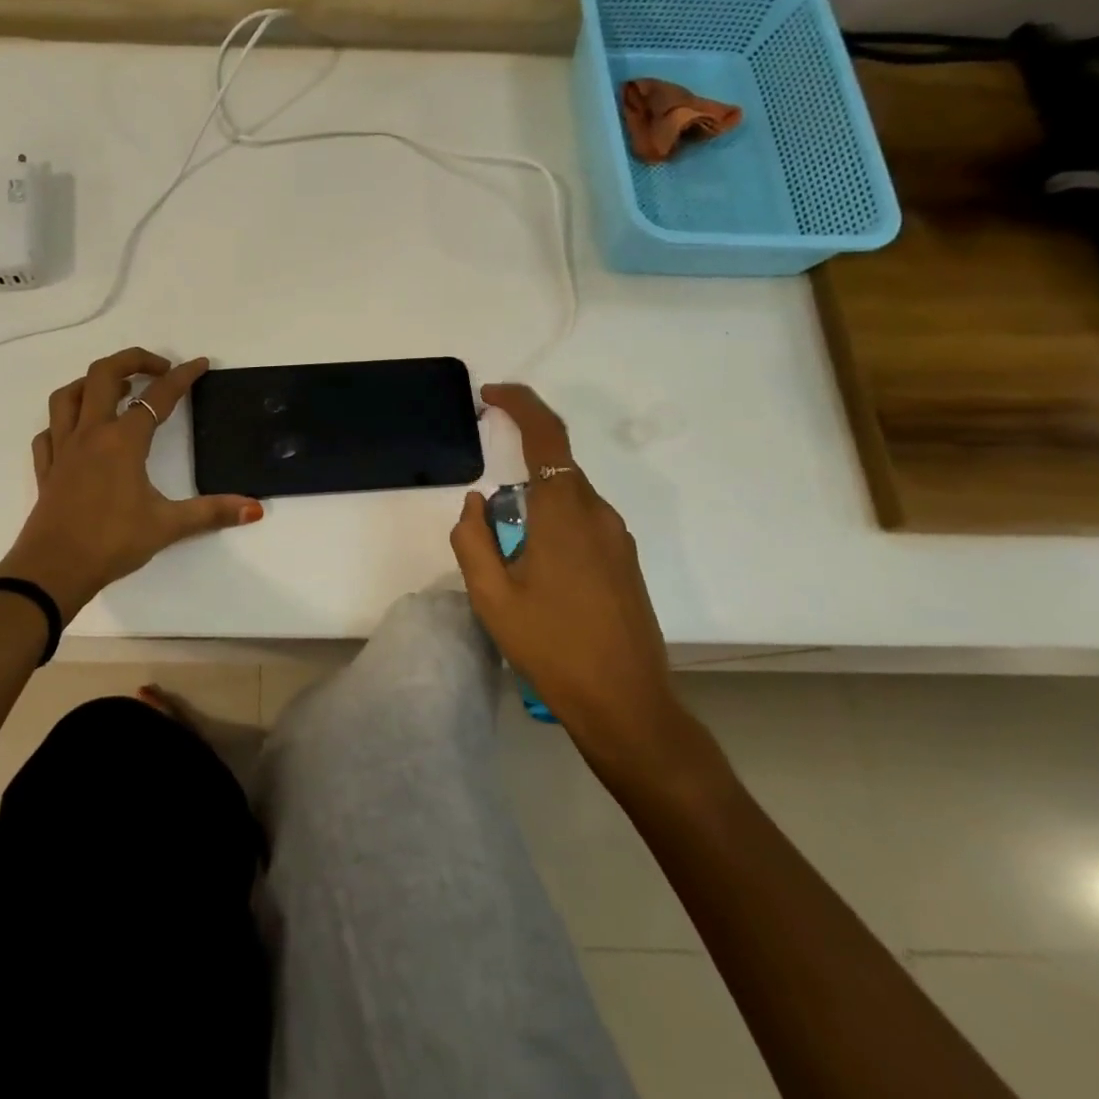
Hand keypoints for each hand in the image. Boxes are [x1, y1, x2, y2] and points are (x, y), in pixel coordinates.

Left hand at [0, 348, 262, 618]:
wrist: (53, 570)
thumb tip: (254, 508)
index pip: (158, 397)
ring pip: (68, 396)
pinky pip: (50, 431)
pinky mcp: (47, 469)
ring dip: (92, 383)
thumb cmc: (112, 542)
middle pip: (103, 375)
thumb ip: (211, 513)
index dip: (182, 377)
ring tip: (116, 390)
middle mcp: (90, 434)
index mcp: (122, 441)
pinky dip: (64, 421)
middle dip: (132, 360)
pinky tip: (78, 432)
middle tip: (158, 368)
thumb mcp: (167, 526)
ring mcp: (63, 449)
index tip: (199, 365)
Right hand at [450, 383, 698, 784]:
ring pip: (568, 497)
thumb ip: (472, 539)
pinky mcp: (625, 561)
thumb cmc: (552, 648)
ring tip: (509, 562)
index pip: (545, 435)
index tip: (490, 395)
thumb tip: (476, 501)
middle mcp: (597, 514)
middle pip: (555, 466)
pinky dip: (552, 525)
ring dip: (533, 507)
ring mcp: (617, 538)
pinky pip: (582, 522)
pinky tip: (537, 574)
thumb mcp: (491, 596)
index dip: (519, 404)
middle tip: (486, 518)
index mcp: (564, 513)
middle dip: (516, 471)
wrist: (626, 704)